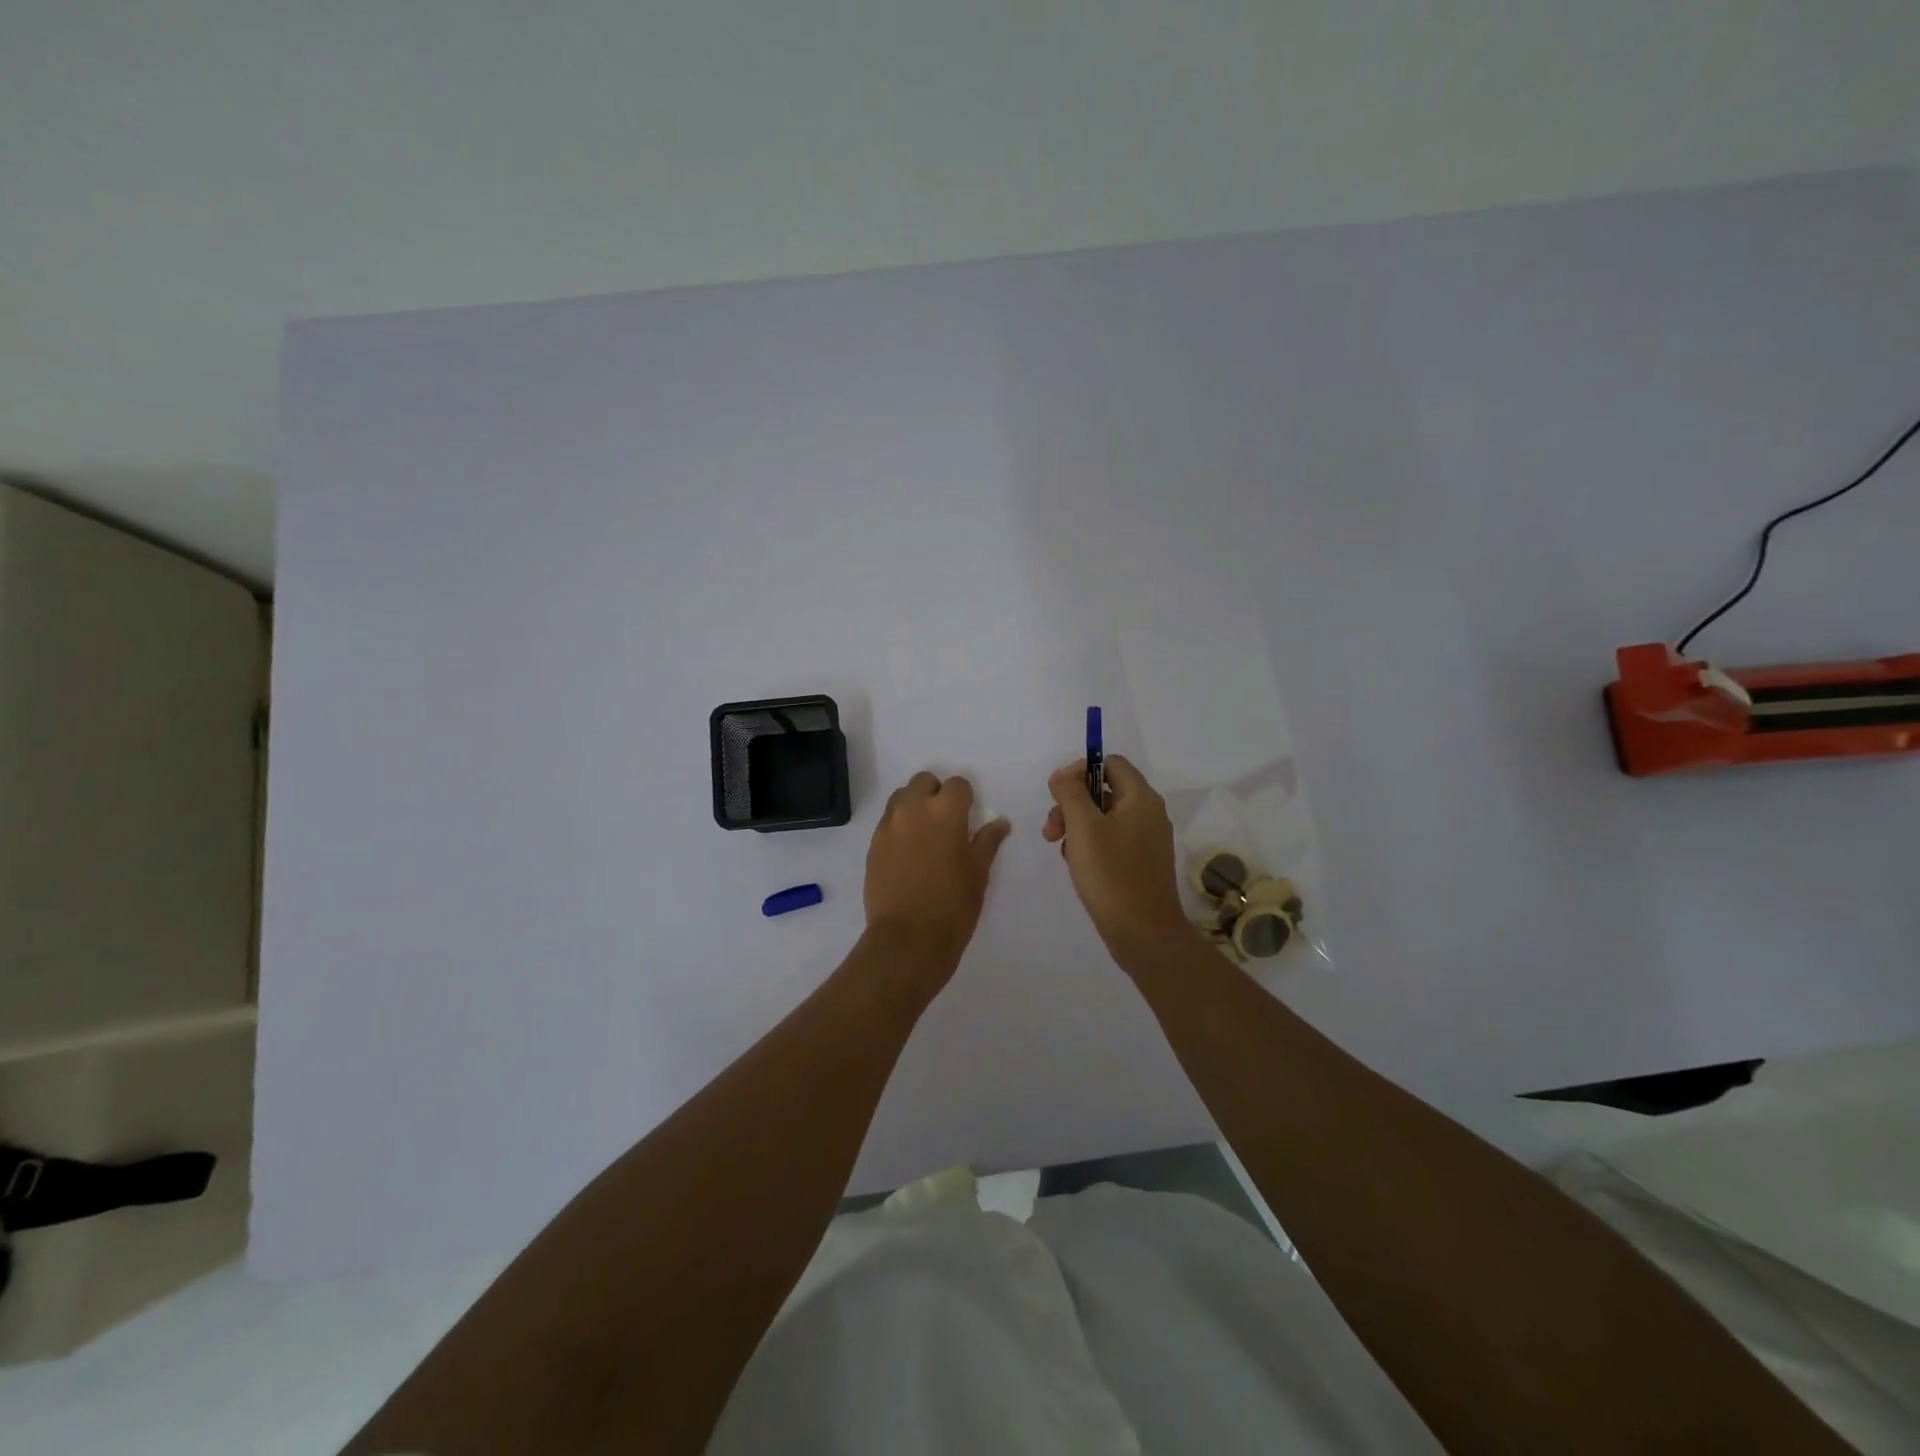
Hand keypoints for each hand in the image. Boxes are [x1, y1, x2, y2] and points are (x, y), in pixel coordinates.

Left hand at [864, 772, 1011, 973]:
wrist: (907, 938)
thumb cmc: (953, 906)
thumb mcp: (978, 873)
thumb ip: (987, 842)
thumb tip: (1000, 823)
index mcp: (946, 812)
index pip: (957, 784)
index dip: (965, 798)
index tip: (968, 816)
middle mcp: (914, 809)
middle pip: (924, 781)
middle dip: (936, 793)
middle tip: (946, 821)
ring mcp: (889, 826)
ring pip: (901, 797)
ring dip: (914, 805)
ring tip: (924, 834)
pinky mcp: (873, 844)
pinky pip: (887, 821)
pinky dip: (899, 826)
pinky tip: (908, 852)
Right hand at [1043, 755, 1190, 955]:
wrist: (1144, 934)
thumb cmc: (1112, 876)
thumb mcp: (1083, 828)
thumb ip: (1070, 793)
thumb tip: (1064, 774)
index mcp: (1141, 798)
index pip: (1110, 763)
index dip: (1080, 770)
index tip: (1058, 794)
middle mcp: (1149, 813)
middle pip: (1104, 790)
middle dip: (1072, 803)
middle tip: (1051, 830)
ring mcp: (1147, 839)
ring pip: (1104, 817)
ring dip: (1077, 825)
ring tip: (1061, 850)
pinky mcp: (1141, 862)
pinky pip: (1112, 839)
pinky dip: (1090, 844)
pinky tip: (1077, 864)